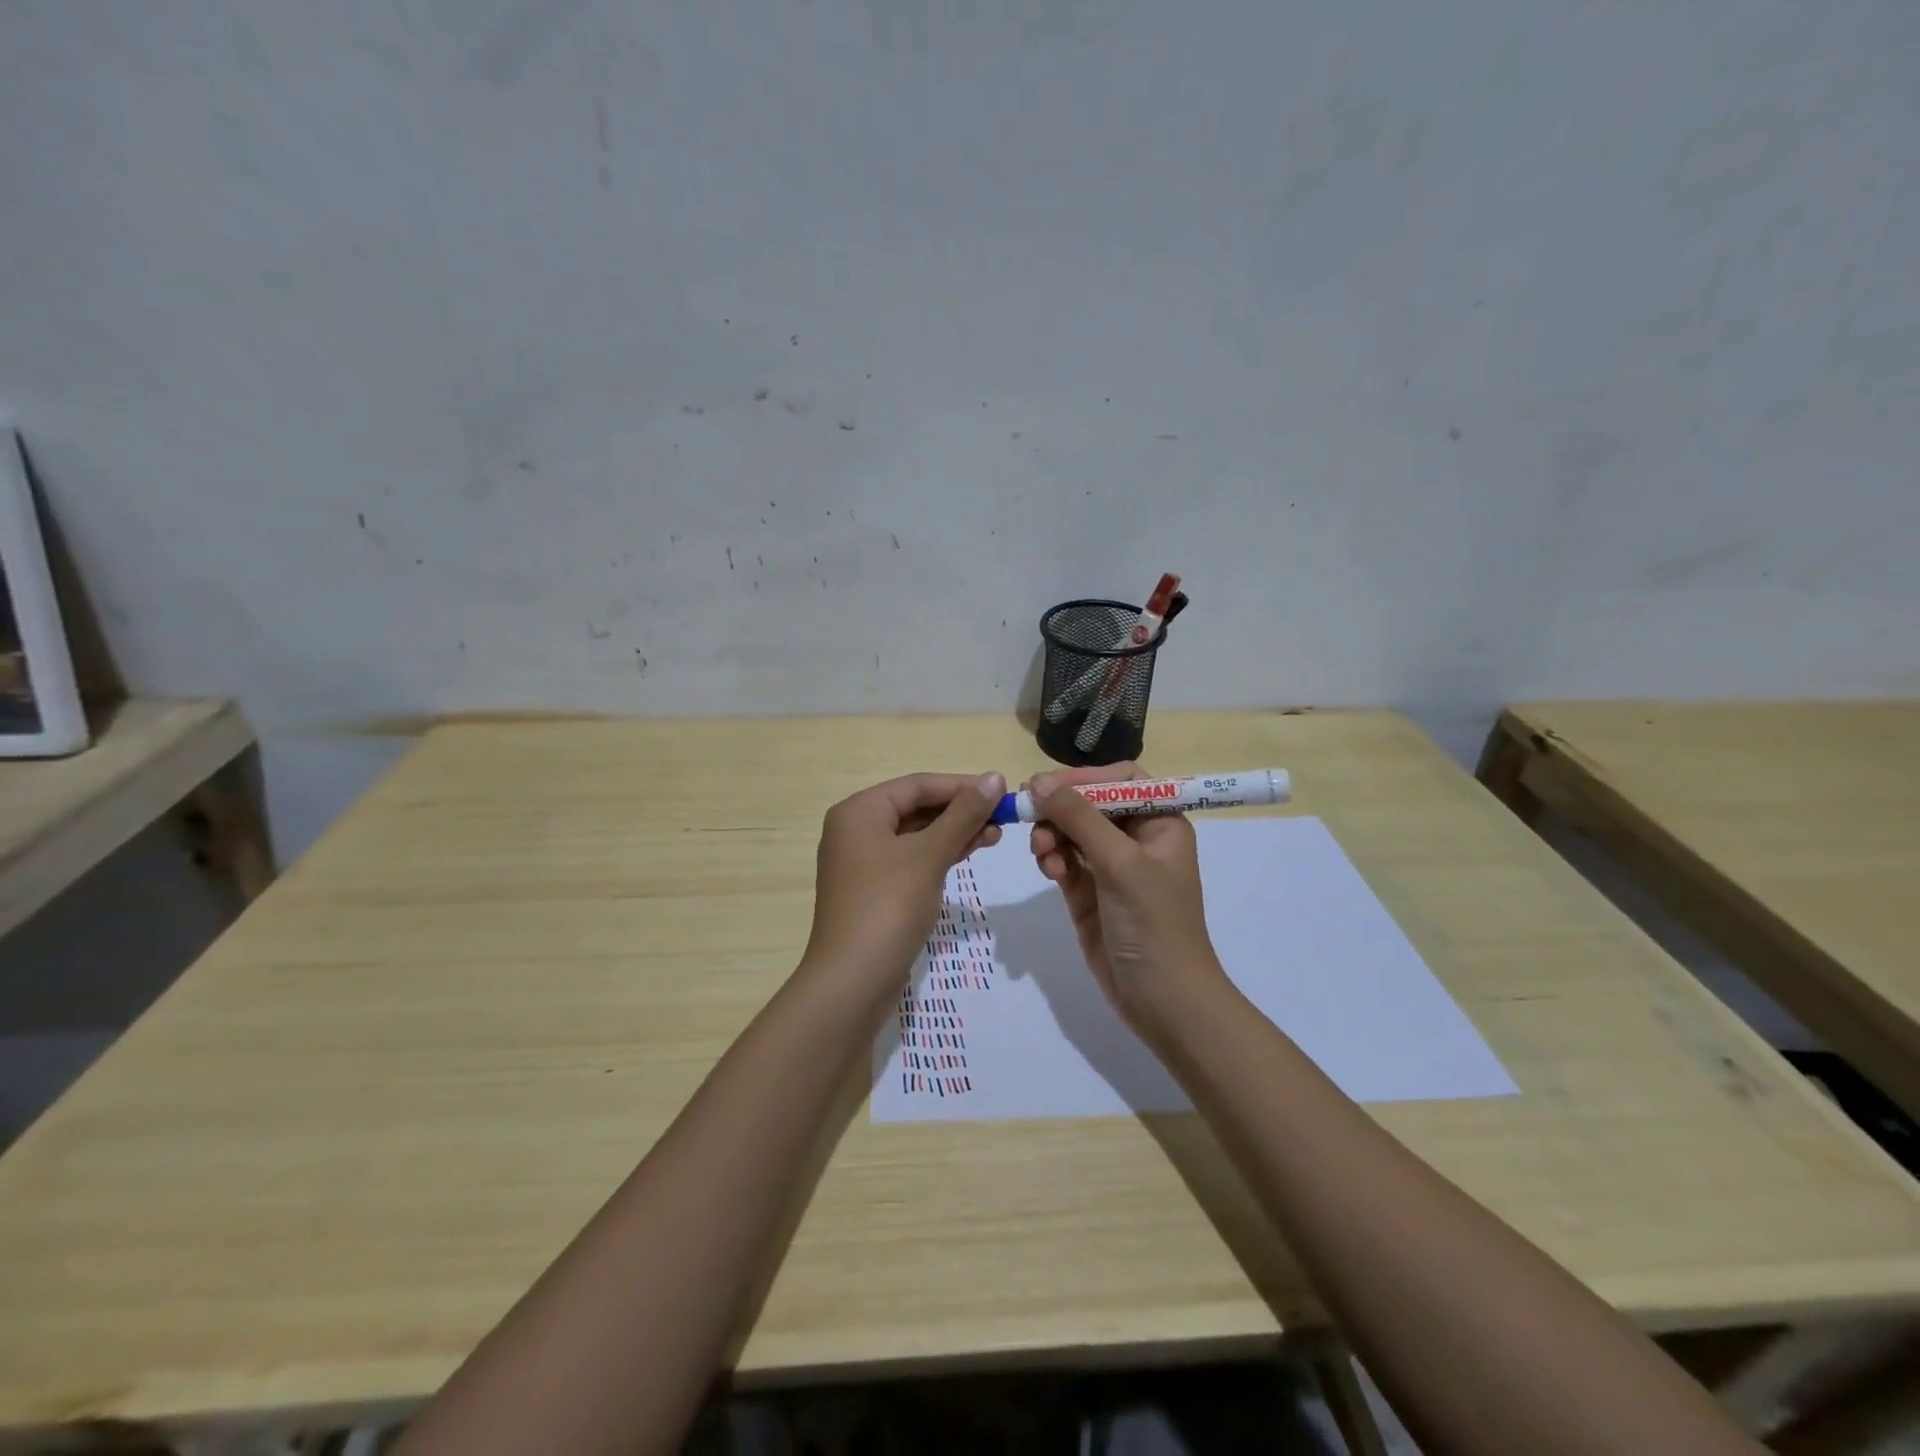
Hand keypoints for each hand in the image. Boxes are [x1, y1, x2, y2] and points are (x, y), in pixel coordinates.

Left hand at [804, 772, 1005, 992]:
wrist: (853, 982)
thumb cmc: (888, 907)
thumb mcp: (928, 855)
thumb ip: (963, 814)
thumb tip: (994, 777)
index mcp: (859, 812)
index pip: (917, 785)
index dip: (961, 785)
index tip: (1001, 791)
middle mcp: (856, 830)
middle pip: (916, 808)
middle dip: (960, 811)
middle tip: (1003, 817)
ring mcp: (864, 862)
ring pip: (917, 835)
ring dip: (955, 832)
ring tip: (996, 835)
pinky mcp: (875, 890)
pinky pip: (912, 859)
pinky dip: (941, 854)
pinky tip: (971, 852)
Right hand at [1027, 764, 1226, 1033]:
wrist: (1161, 1000)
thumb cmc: (1154, 924)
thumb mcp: (1121, 864)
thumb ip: (1080, 818)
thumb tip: (1039, 781)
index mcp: (1160, 823)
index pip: (1121, 780)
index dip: (1086, 777)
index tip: (1051, 785)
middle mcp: (1135, 839)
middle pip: (1089, 803)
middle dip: (1061, 809)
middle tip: (1031, 815)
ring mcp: (1110, 867)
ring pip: (1070, 831)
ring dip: (1052, 835)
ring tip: (1043, 854)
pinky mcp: (1088, 893)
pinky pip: (1063, 861)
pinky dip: (1052, 860)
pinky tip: (1050, 872)